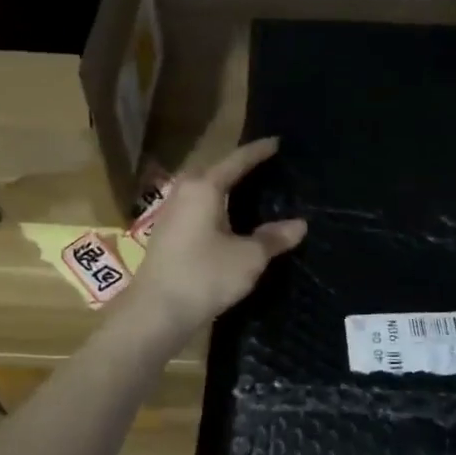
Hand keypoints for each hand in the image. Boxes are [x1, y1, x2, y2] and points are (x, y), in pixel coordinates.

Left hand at [122, 137, 306, 336]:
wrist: (155, 313)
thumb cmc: (204, 276)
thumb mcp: (248, 257)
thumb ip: (273, 238)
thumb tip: (300, 224)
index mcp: (204, 187)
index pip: (237, 160)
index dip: (259, 151)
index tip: (278, 141)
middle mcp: (184, 192)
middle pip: (217, 171)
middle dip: (241, 167)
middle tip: (268, 166)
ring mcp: (171, 213)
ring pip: (205, 190)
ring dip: (226, 188)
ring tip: (252, 190)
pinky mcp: (167, 234)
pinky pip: (198, 208)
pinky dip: (217, 206)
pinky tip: (230, 219)